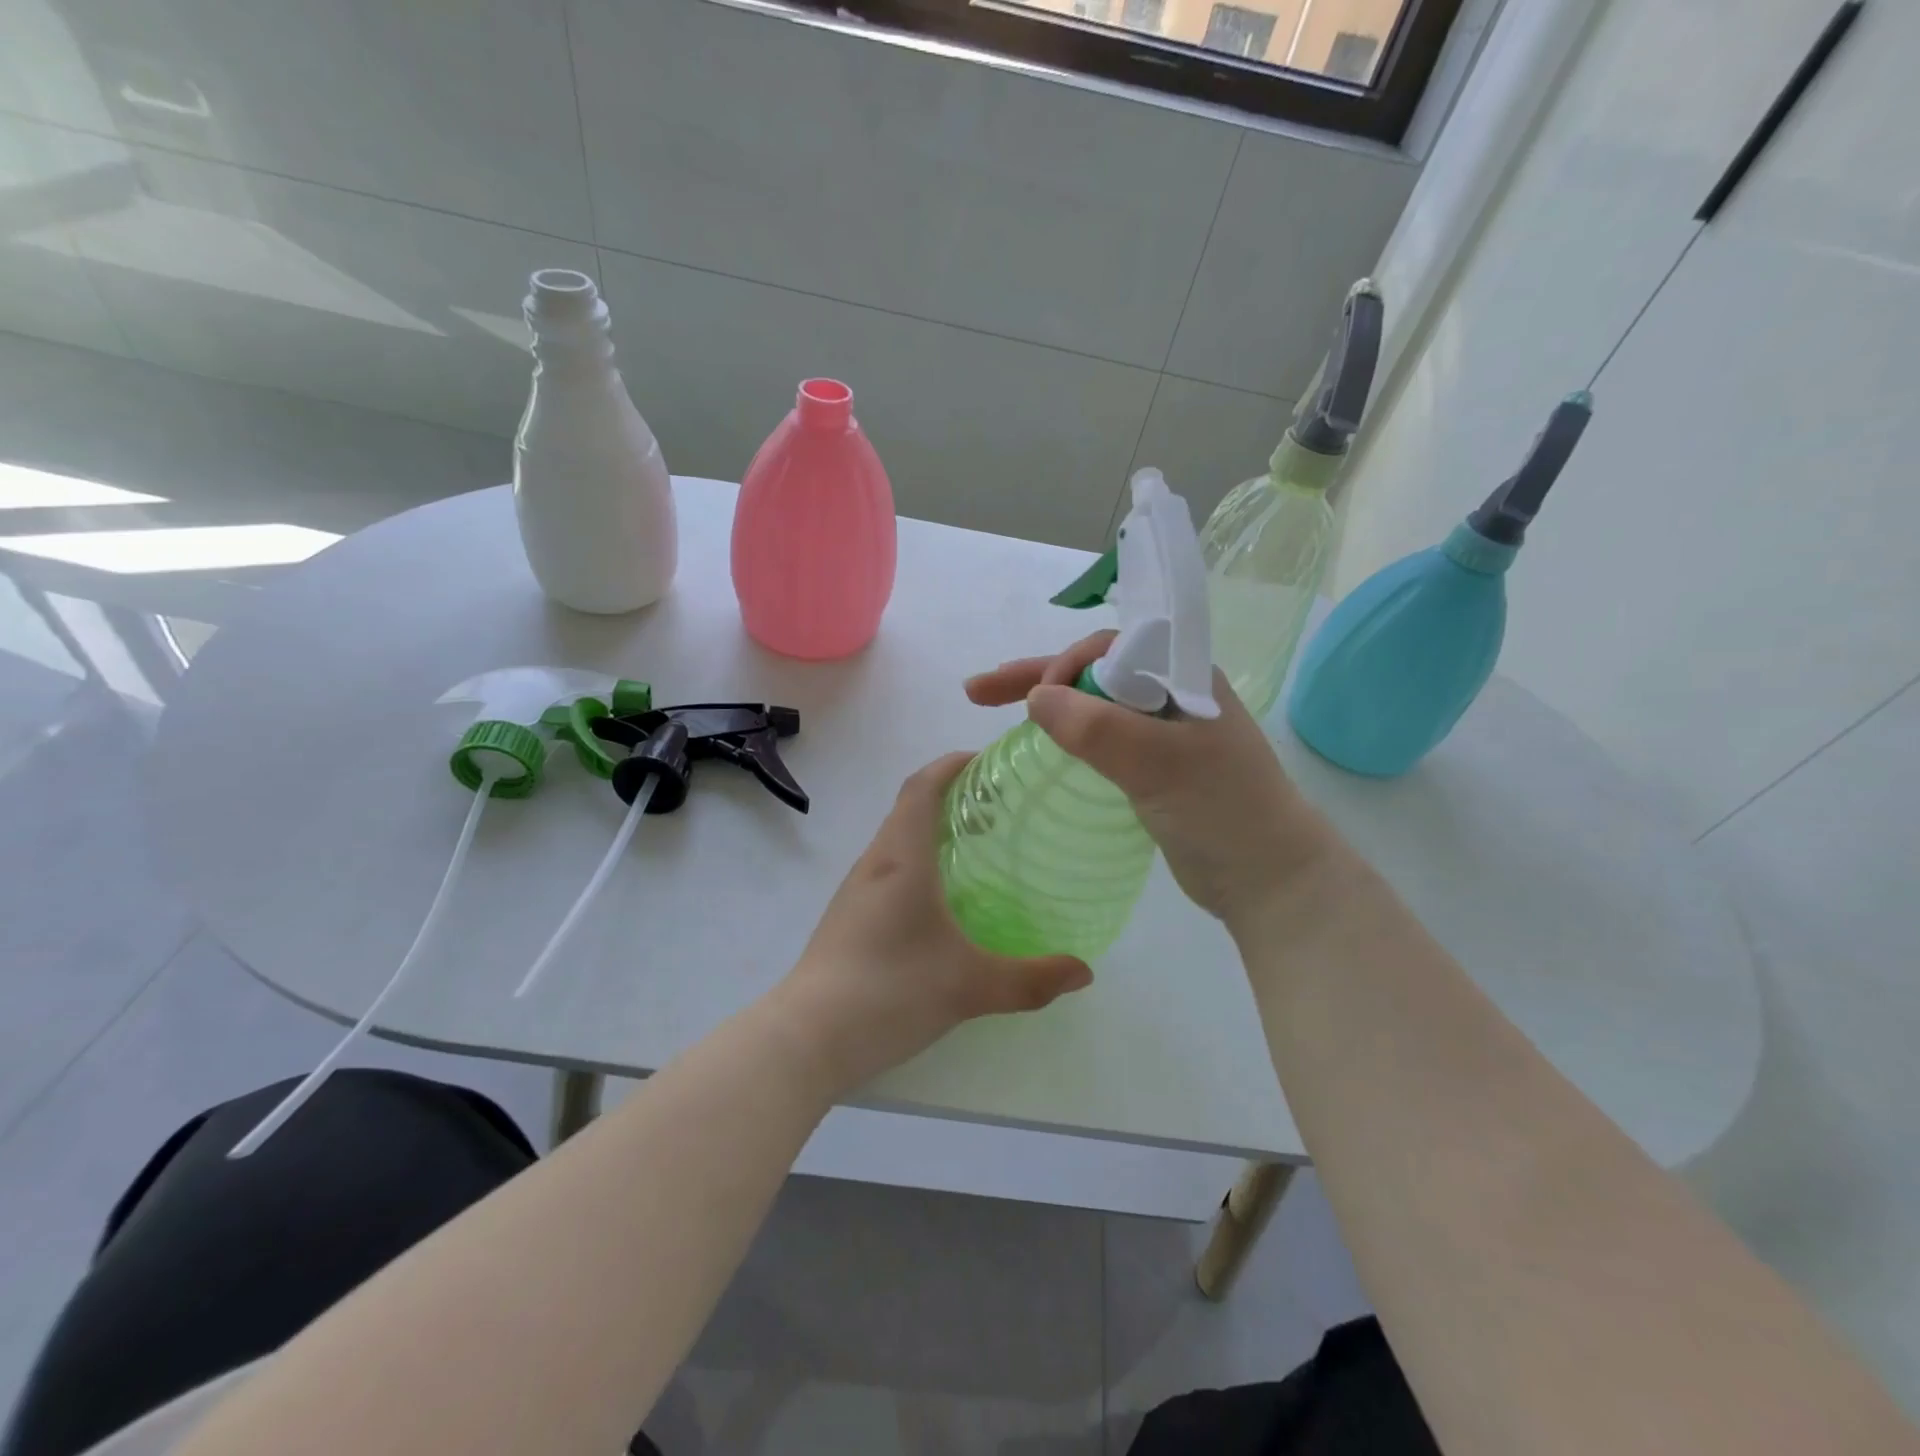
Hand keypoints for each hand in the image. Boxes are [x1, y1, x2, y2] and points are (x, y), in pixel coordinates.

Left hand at [774, 753, 1093, 1093]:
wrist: (808, 1038)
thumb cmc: (890, 991)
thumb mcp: (971, 986)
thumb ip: (1032, 979)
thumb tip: (1084, 972)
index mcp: (902, 857)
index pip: (922, 786)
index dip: (952, 764)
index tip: (988, 762)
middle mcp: (875, 862)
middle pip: (910, 807)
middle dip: (952, 796)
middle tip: (1000, 810)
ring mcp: (856, 890)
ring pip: (897, 840)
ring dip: (933, 830)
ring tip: (978, 850)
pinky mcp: (848, 917)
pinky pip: (888, 870)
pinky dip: (918, 862)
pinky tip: (943, 902)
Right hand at [965, 632, 1342, 934]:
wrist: (1266, 877)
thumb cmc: (1221, 810)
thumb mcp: (1159, 763)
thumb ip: (1098, 728)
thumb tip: (1036, 699)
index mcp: (1182, 676)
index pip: (1111, 647)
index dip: (1065, 663)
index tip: (1037, 698)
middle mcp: (1170, 695)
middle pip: (1093, 672)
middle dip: (1037, 677)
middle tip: (979, 690)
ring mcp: (1161, 732)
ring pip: (1092, 704)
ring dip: (1045, 702)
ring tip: (990, 703)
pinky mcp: (1152, 766)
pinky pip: (1100, 736)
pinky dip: (1066, 732)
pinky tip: (1040, 741)